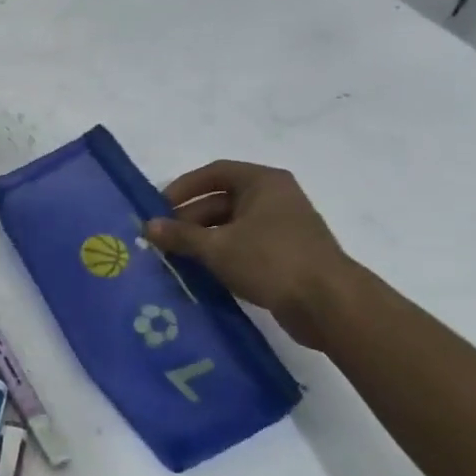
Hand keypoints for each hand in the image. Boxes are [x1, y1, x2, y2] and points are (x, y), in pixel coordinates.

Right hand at [144, 160, 355, 348]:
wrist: (328, 303)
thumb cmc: (271, 260)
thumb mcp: (217, 247)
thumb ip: (180, 235)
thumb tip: (147, 226)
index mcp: (263, 183)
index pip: (215, 172)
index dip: (184, 187)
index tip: (158, 207)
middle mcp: (275, 198)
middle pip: (221, 200)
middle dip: (189, 218)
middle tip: (162, 239)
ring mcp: (282, 227)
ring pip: (232, 226)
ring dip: (203, 239)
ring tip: (176, 258)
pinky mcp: (285, 255)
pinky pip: (244, 246)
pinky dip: (221, 255)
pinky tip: (201, 272)